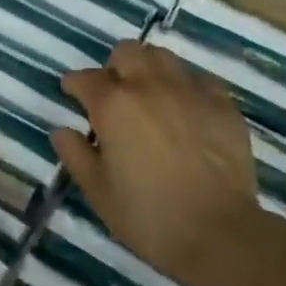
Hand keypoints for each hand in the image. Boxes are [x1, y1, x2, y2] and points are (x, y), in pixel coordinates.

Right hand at [52, 42, 260, 282]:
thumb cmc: (148, 216)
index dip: (74, 84)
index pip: (85, 78)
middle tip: (114, 94)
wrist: (218, 233)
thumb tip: (62, 131)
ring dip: (149, 68)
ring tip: (149, 95)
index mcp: (113, 105)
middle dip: (114, 67)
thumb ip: (75, 154)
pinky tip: (185, 108)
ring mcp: (190, 91)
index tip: (72, 92)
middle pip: (127, 52)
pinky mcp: (223, 104)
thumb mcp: (98, 191)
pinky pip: (199, 79)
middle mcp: (150, 86)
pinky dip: (186, 86)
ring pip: (164, 57)